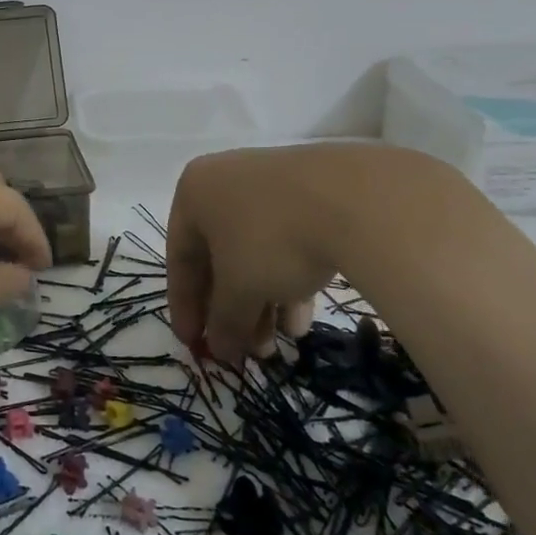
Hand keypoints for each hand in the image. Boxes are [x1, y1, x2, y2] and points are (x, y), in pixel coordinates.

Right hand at [166, 145, 352, 363]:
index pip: (179, 259)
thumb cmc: (273, 240)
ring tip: (276, 346)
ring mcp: (270, 186)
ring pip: (254, 253)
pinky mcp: (310, 195)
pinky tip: (301, 321)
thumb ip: (223, 320)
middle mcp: (225, 183)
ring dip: (261, 303)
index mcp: (194, 193)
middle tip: (240, 351)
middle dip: (230, 309)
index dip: (184, 307)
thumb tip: (219, 349)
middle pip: (218, 257)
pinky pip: (286, 243)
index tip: (193, 344)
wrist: (356, 198)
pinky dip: (287, 281)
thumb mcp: (239, 289)